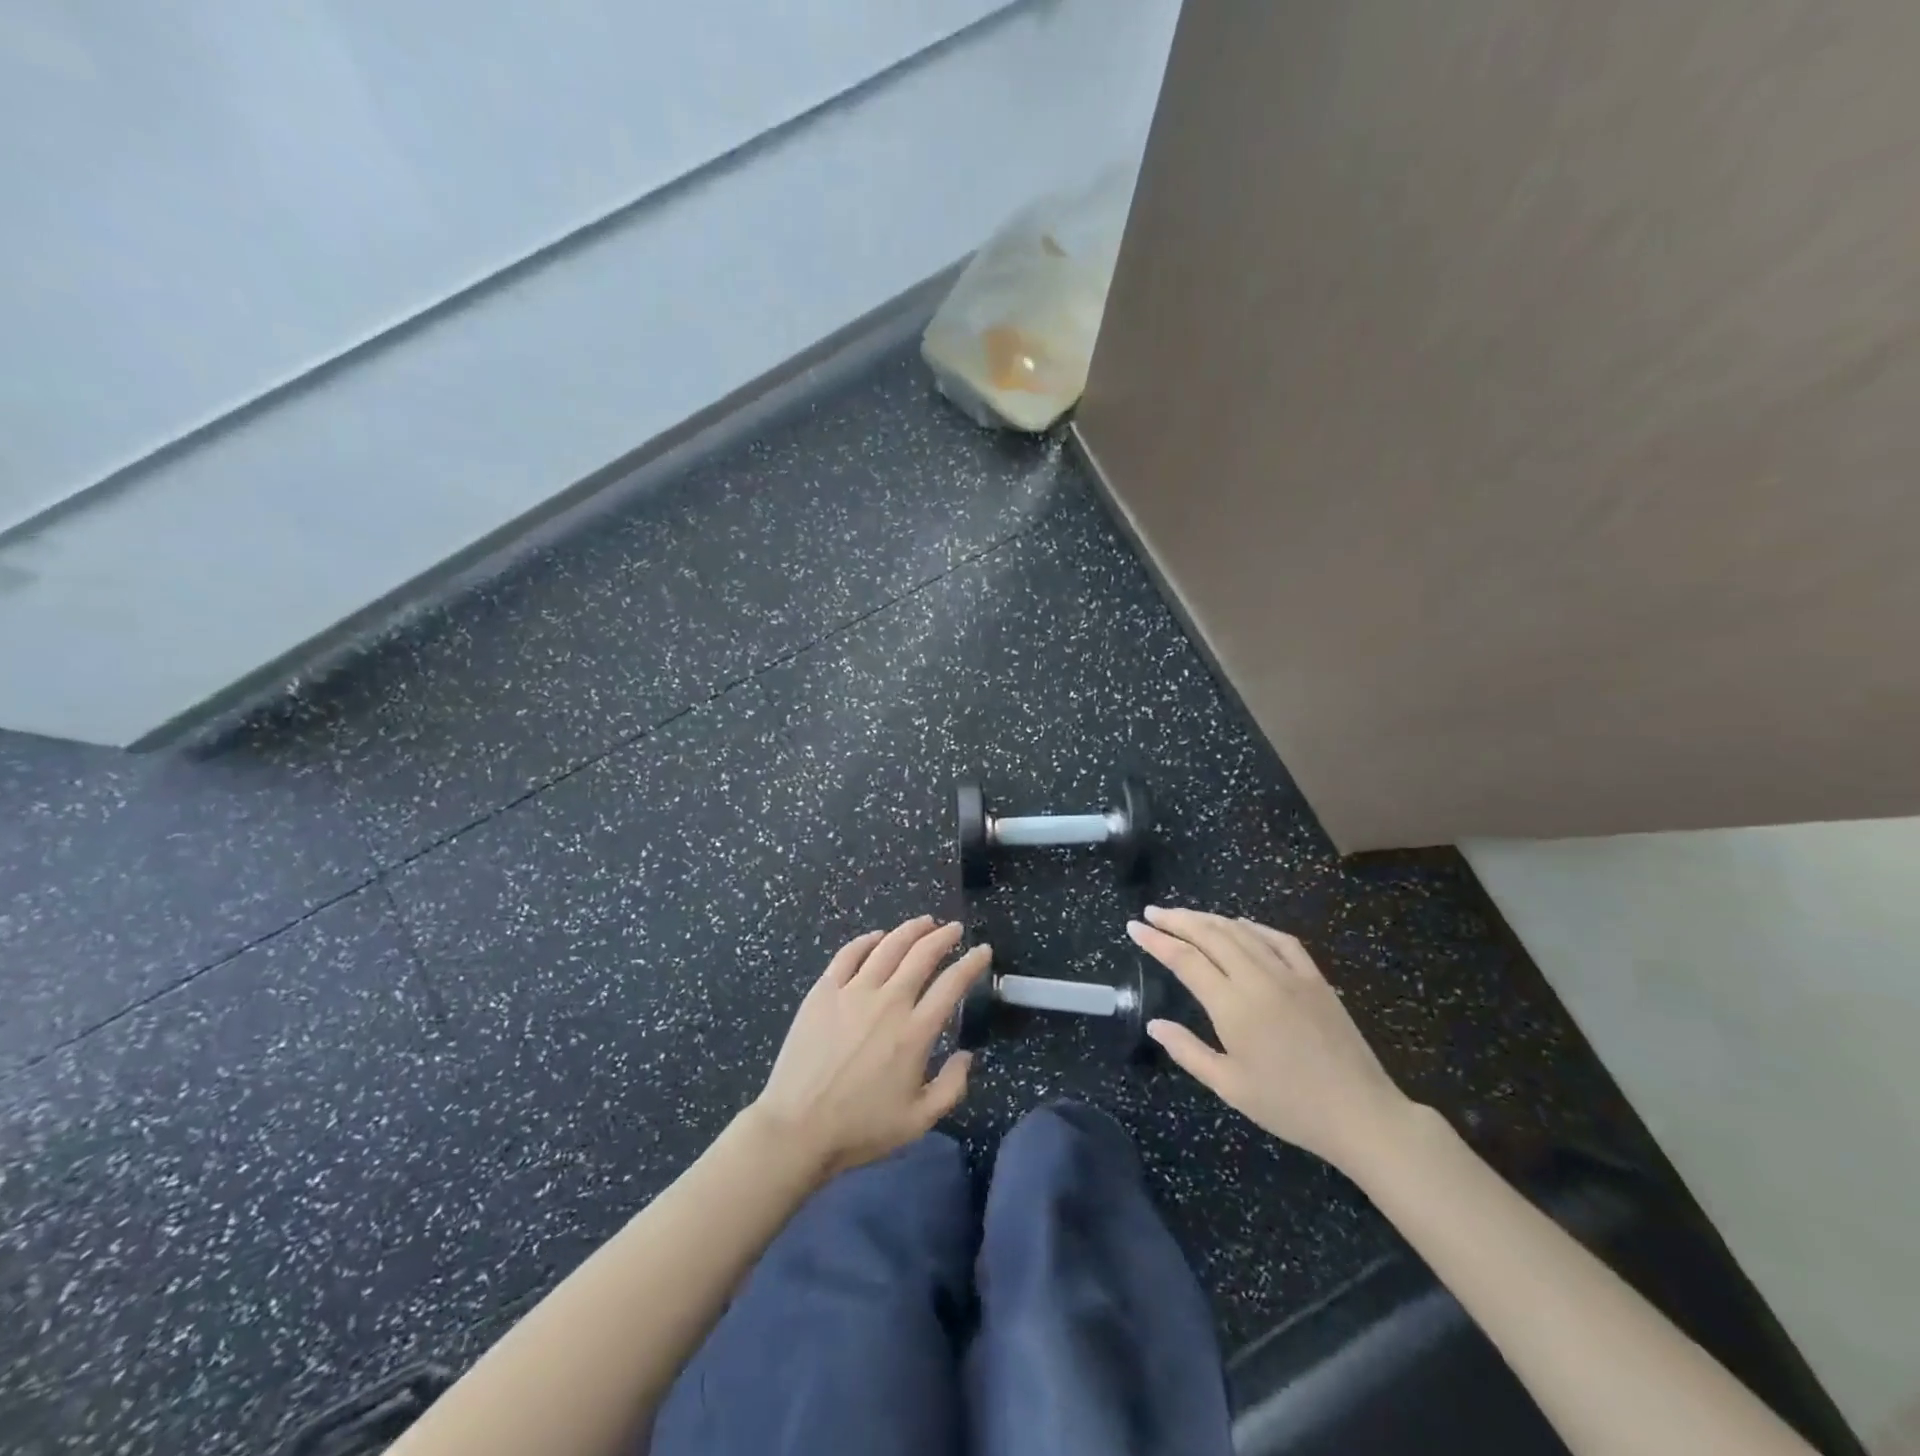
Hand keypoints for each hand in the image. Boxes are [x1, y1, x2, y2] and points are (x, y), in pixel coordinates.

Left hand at [753, 916, 990, 1180]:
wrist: (797, 1129)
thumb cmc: (860, 1128)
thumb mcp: (919, 1120)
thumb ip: (952, 1087)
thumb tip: (967, 1055)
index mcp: (915, 1032)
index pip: (952, 984)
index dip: (971, 963)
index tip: (982, 950)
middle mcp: (889, 1002)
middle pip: (922, 955)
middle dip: (944, 937)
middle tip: (954, 928)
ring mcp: (853, 992)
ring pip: (888, 946)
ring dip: (910, 930)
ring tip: (924, 922)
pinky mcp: (823, 991)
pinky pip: (849, 954)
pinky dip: (867, 941)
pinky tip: (877, 937)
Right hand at [1127, 906, 1413, 1172]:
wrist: (1360, 1113)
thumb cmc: (1289, 1106)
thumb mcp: (1229, 1086)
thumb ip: (1187, 1051)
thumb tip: (1154, 1024)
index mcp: (1232, 1006)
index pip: (1185, 959)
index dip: (1156, 940)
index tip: (1134, 927)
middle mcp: (1258, 979)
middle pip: (1210, 934)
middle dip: (1177, 919)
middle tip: (1153, 912)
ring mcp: (1289, 974)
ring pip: (1241, 931)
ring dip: (1209, 918)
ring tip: (1185, 916)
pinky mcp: (1315, 978)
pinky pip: (1279, 939)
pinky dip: (1253, 926)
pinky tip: (1240, 925)